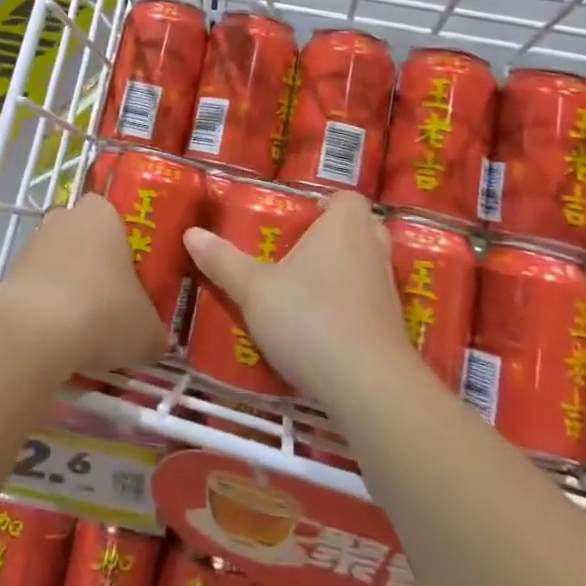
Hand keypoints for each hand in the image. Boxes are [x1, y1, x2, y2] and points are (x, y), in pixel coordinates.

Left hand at [0, 194, 168, 375]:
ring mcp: (33, 243)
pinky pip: (36, 288)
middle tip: (110, 302)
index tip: (130, 276)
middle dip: (93, 265)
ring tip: (83, 330)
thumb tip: (158, 343)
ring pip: (57, 262)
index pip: (114, 216)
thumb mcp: (146, 332)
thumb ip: (155, 333)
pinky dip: (45, 308)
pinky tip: (57, 338)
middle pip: (83, 237)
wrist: (36, 331)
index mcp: (102, 213)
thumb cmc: (103, 311)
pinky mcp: (10, 273)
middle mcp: (65, 218)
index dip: (122, 245)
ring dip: (67, 288)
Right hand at [183, 191, 415, 404]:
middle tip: (302, 248)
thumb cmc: (311, 319)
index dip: (328, 202)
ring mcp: (388, 292)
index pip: (349, 197)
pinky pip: (371, 304)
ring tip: (307, 287)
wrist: (370, 389)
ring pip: (369, 267)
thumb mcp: (255, 289)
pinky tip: (323, 328)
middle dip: (337, 234)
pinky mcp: (393, 330)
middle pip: (363, 228)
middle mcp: (373, 251)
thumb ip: (224, 261)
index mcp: (344, 227)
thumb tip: (192, 233)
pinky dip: (353, 308)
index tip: (302, 216)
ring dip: (346, 272)